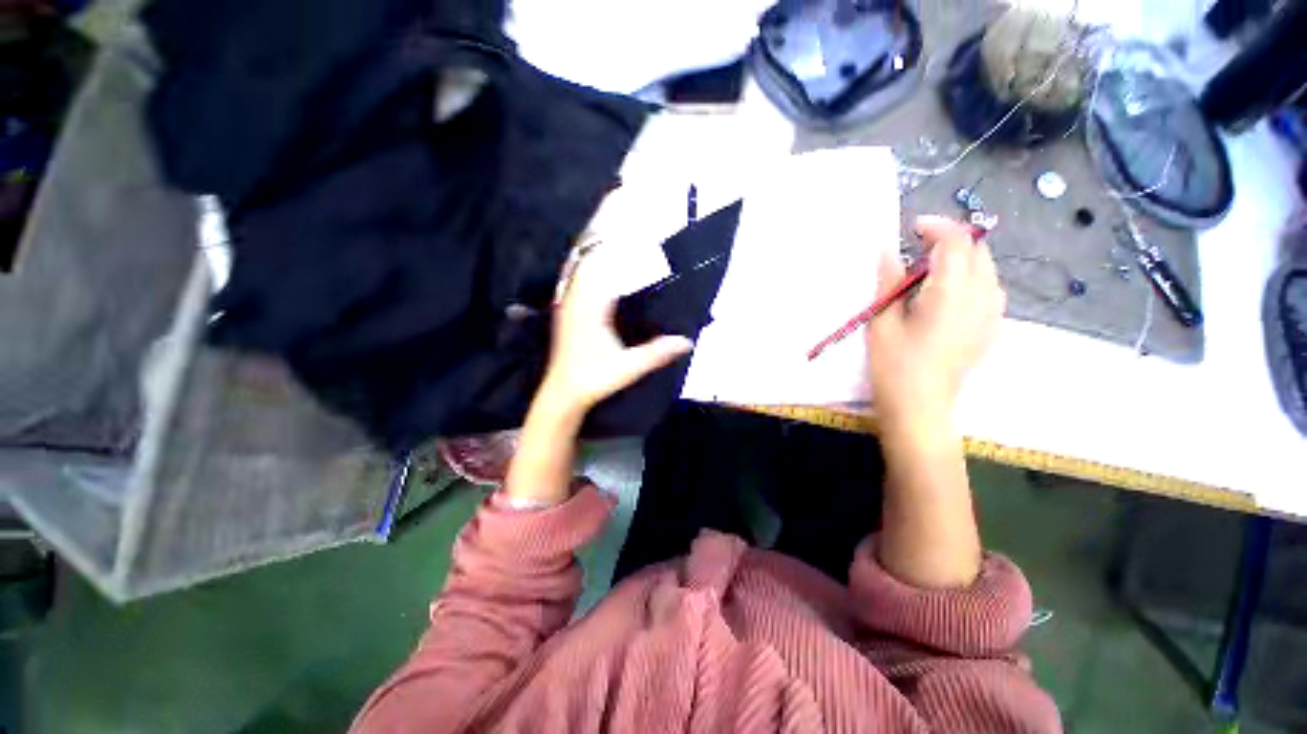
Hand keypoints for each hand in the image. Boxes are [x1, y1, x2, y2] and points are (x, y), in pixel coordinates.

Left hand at [537, 249, 694, 418]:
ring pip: (579, 269)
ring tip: (616, 242)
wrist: (562, 392)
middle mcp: (575, 300)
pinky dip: (588, 268)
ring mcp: (568, 304)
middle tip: (629, 232)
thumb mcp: (628, 367)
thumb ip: (657, 353)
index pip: (602, 266)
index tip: (634, 233)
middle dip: (606, 243)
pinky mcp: (566, 311)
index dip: (616, 247)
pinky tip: (600, 270)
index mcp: (590, 308)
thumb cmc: (593, 379)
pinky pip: (575, 280)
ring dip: (596, 255)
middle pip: (588, 260)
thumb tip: (688, 342)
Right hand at [867, 216, 1005, 434]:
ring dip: (961, 258)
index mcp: (952, 293)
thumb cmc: (894, 365)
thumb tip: (886, 249)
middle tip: (917, 248)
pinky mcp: (991, 327)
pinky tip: (946, 294)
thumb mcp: (882, 321)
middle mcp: (982, 297)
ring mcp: (992, 314)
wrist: (920, 407)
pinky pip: (989, 288)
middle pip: (978, 250)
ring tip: (929, 271)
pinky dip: (969, 278)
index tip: (911, 228)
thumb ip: (888, 281)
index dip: (936, 226)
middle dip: (951, 240)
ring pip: (986, 268)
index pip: (957, 242)